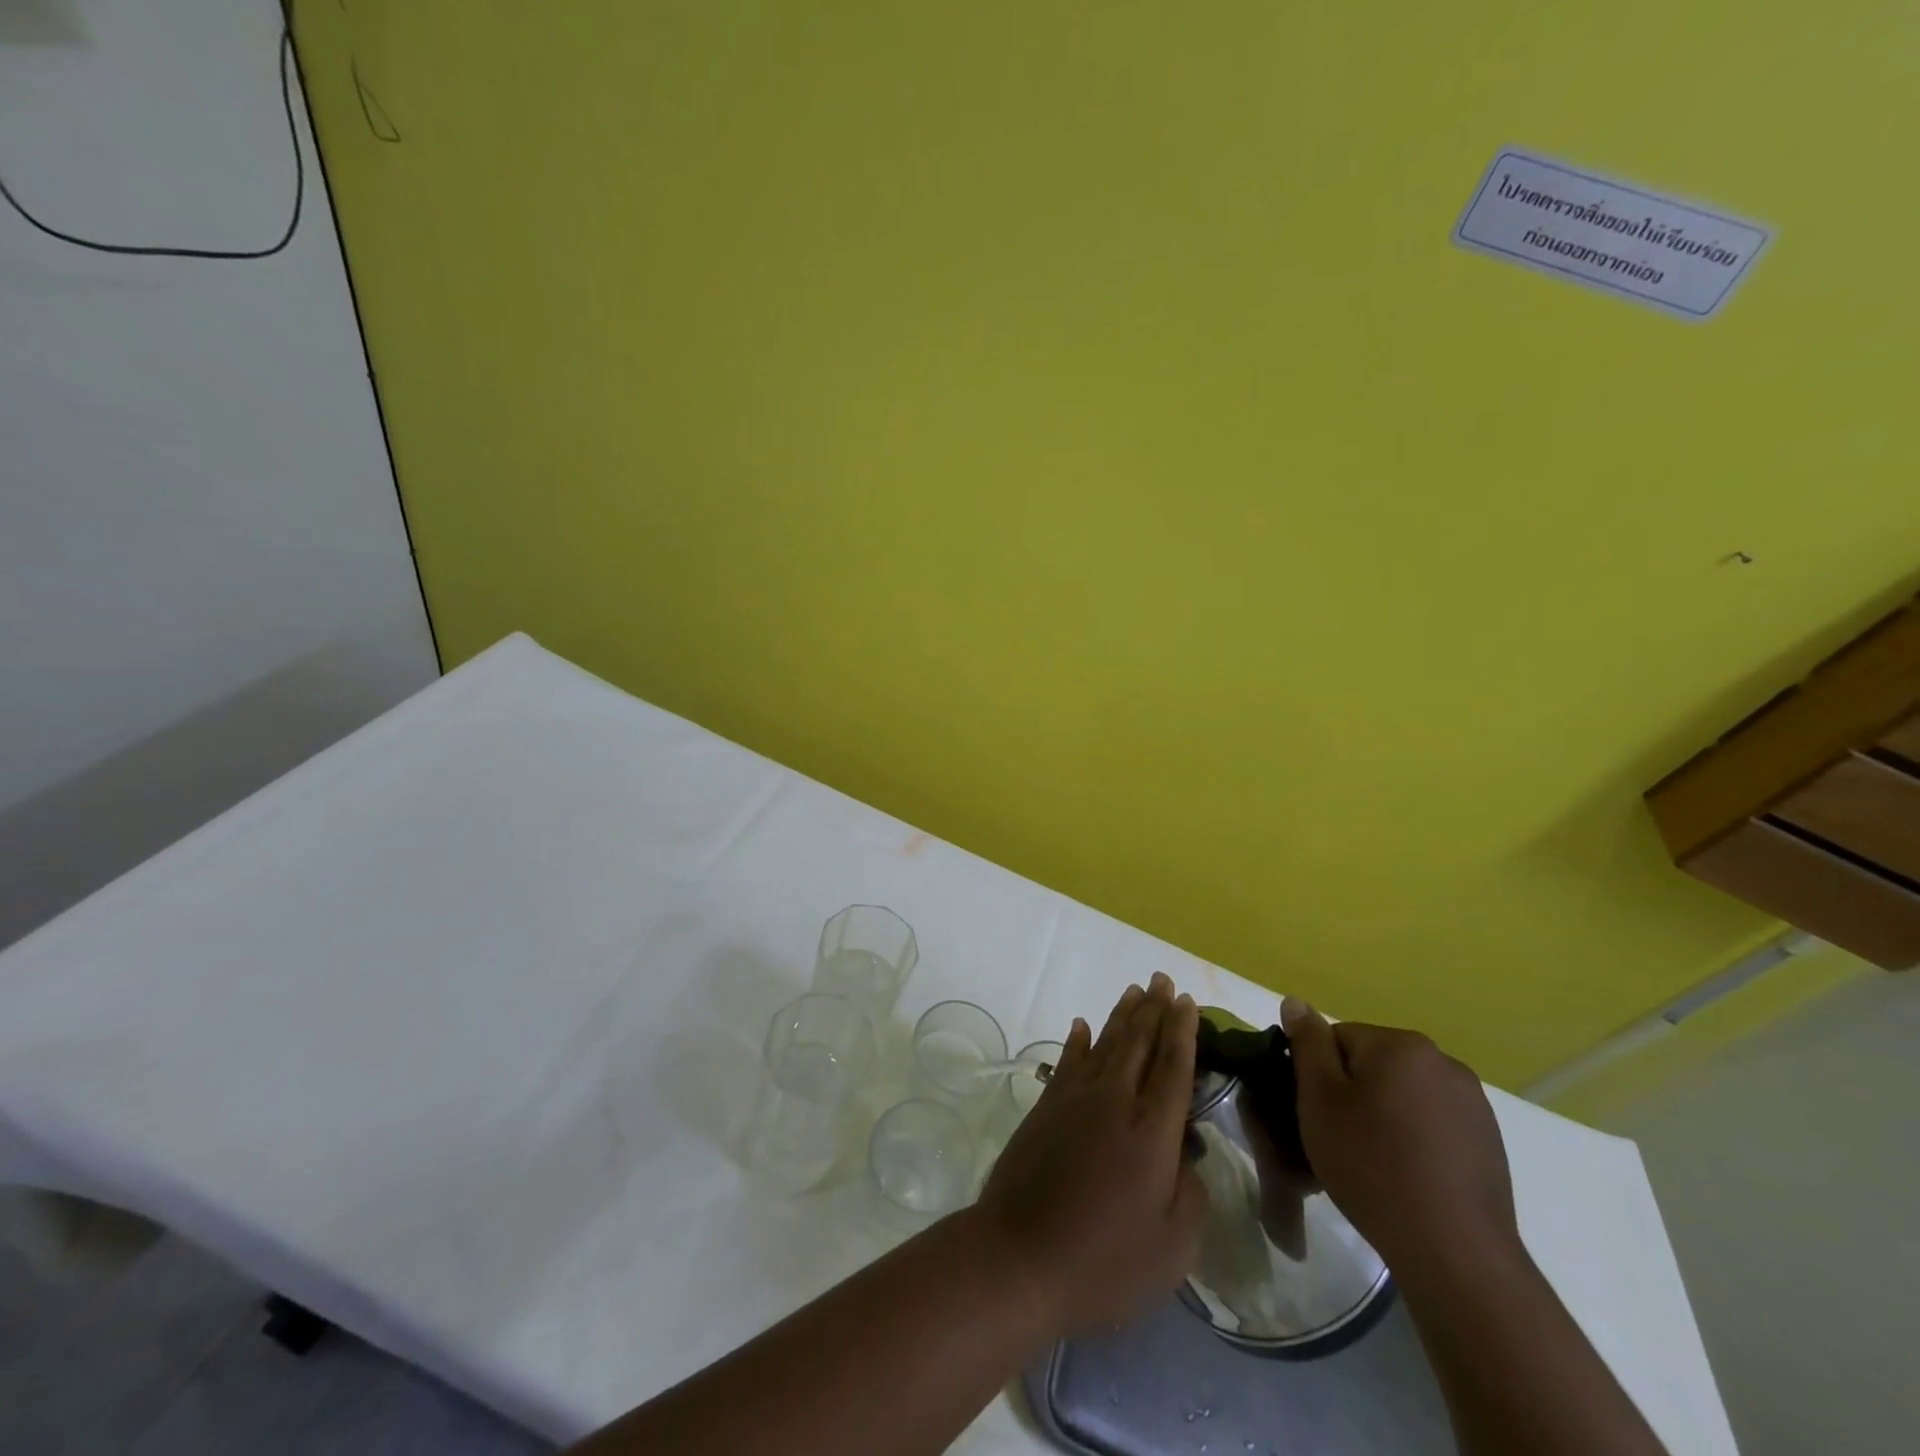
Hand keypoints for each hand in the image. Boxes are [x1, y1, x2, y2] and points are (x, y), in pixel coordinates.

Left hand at [968, 974, 1207, 1333]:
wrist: (1019, 1258)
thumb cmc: (1104, 1261)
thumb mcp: (1172, 1247)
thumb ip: (1189, 1193)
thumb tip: (1183, 1155)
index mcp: (1151, 1131)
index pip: (1172, 1067)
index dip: (1182, 1031)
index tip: (1187, 1000)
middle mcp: (1114, 1102)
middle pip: (1139, 1044)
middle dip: (1154, 1009)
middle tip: (1163, 980)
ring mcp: (1074, 1100)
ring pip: (1105, 1044)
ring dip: (1122, 1016)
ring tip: (1135, 991)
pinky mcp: (1045, 1108)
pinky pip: (1067, 1061)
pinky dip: (1078, 1040)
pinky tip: (1082, 1025)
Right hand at [1280, 997, 1521, 1280]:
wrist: (1454, 1252)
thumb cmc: (1372, 1165)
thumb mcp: (1319, 1099)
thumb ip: (1307, 1043)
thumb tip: (1295, 1002)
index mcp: (1400, 1044)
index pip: (1338, 1039)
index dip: (1319, 1076)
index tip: (1318, 1115)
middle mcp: (1443, 1061)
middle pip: (1374, 1064)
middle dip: (1354, 1094)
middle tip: (1342, 1140)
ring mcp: (1473, 1103)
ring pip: (1404, 1094)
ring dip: (1385, 1115)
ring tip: (1376, 1163)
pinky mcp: (1490, 1142)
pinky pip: (1434, 1123)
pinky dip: (1417, 1139)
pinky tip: (1410, 1176)